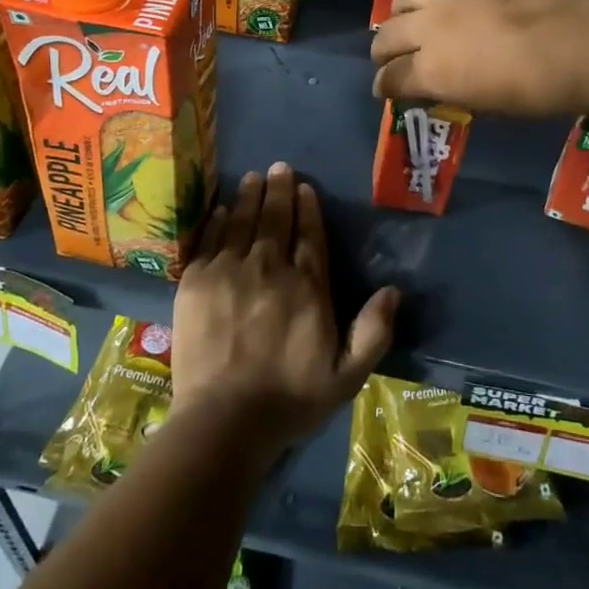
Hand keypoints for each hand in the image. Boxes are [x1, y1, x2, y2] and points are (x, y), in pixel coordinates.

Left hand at [171, 163, 398, 453]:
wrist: (224, 421)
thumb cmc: (290, 401)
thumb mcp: (347, 376)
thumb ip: (373, 332)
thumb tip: (392, 291)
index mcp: (307, 287)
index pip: (310, 236)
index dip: (308, 209)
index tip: (304, 187)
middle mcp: (270, 268)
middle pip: (275, 220)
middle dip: (278, 191)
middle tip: (278, 167)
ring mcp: (230, 271)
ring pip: (242, 223)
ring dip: (248, 197)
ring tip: (252, 177)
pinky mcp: (196, 282)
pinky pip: (209, 241)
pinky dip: (216, 222)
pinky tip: (220, 209)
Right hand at [370, 0, 588, 116]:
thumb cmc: (545, 91)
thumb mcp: (490, 105)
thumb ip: (451, 92)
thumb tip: (432, 87)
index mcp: (432, 69)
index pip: (389, 78)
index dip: (384, 87)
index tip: (387, 90)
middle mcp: (432, 24)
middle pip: (388, 35)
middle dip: (383, 51)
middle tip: (389, 58)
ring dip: (403, 13)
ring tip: (414, 19)